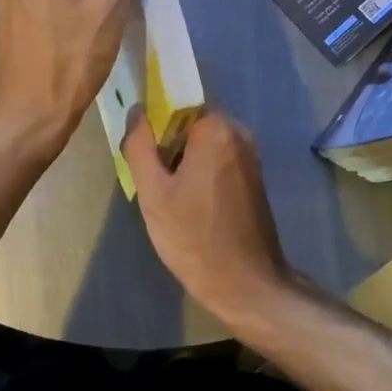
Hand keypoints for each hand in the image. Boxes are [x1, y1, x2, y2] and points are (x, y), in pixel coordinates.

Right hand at [122, 110, 294, 324]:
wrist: (246, 284)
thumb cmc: (194, 236)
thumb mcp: (153, 192)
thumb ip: (139, 145)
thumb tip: (137, 112)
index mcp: (216, 129)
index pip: (175, 106)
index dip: (154, 129)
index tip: (145, 160)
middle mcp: (239, 133)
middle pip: (190, 125)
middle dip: (169, 148)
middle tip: (155, 184)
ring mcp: (251, 156)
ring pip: (203, 145)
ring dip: (183, 164)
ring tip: (171, 199)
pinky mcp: (254, 178)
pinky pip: (218, 162)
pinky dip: (201, 175)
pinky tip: (191, 207)